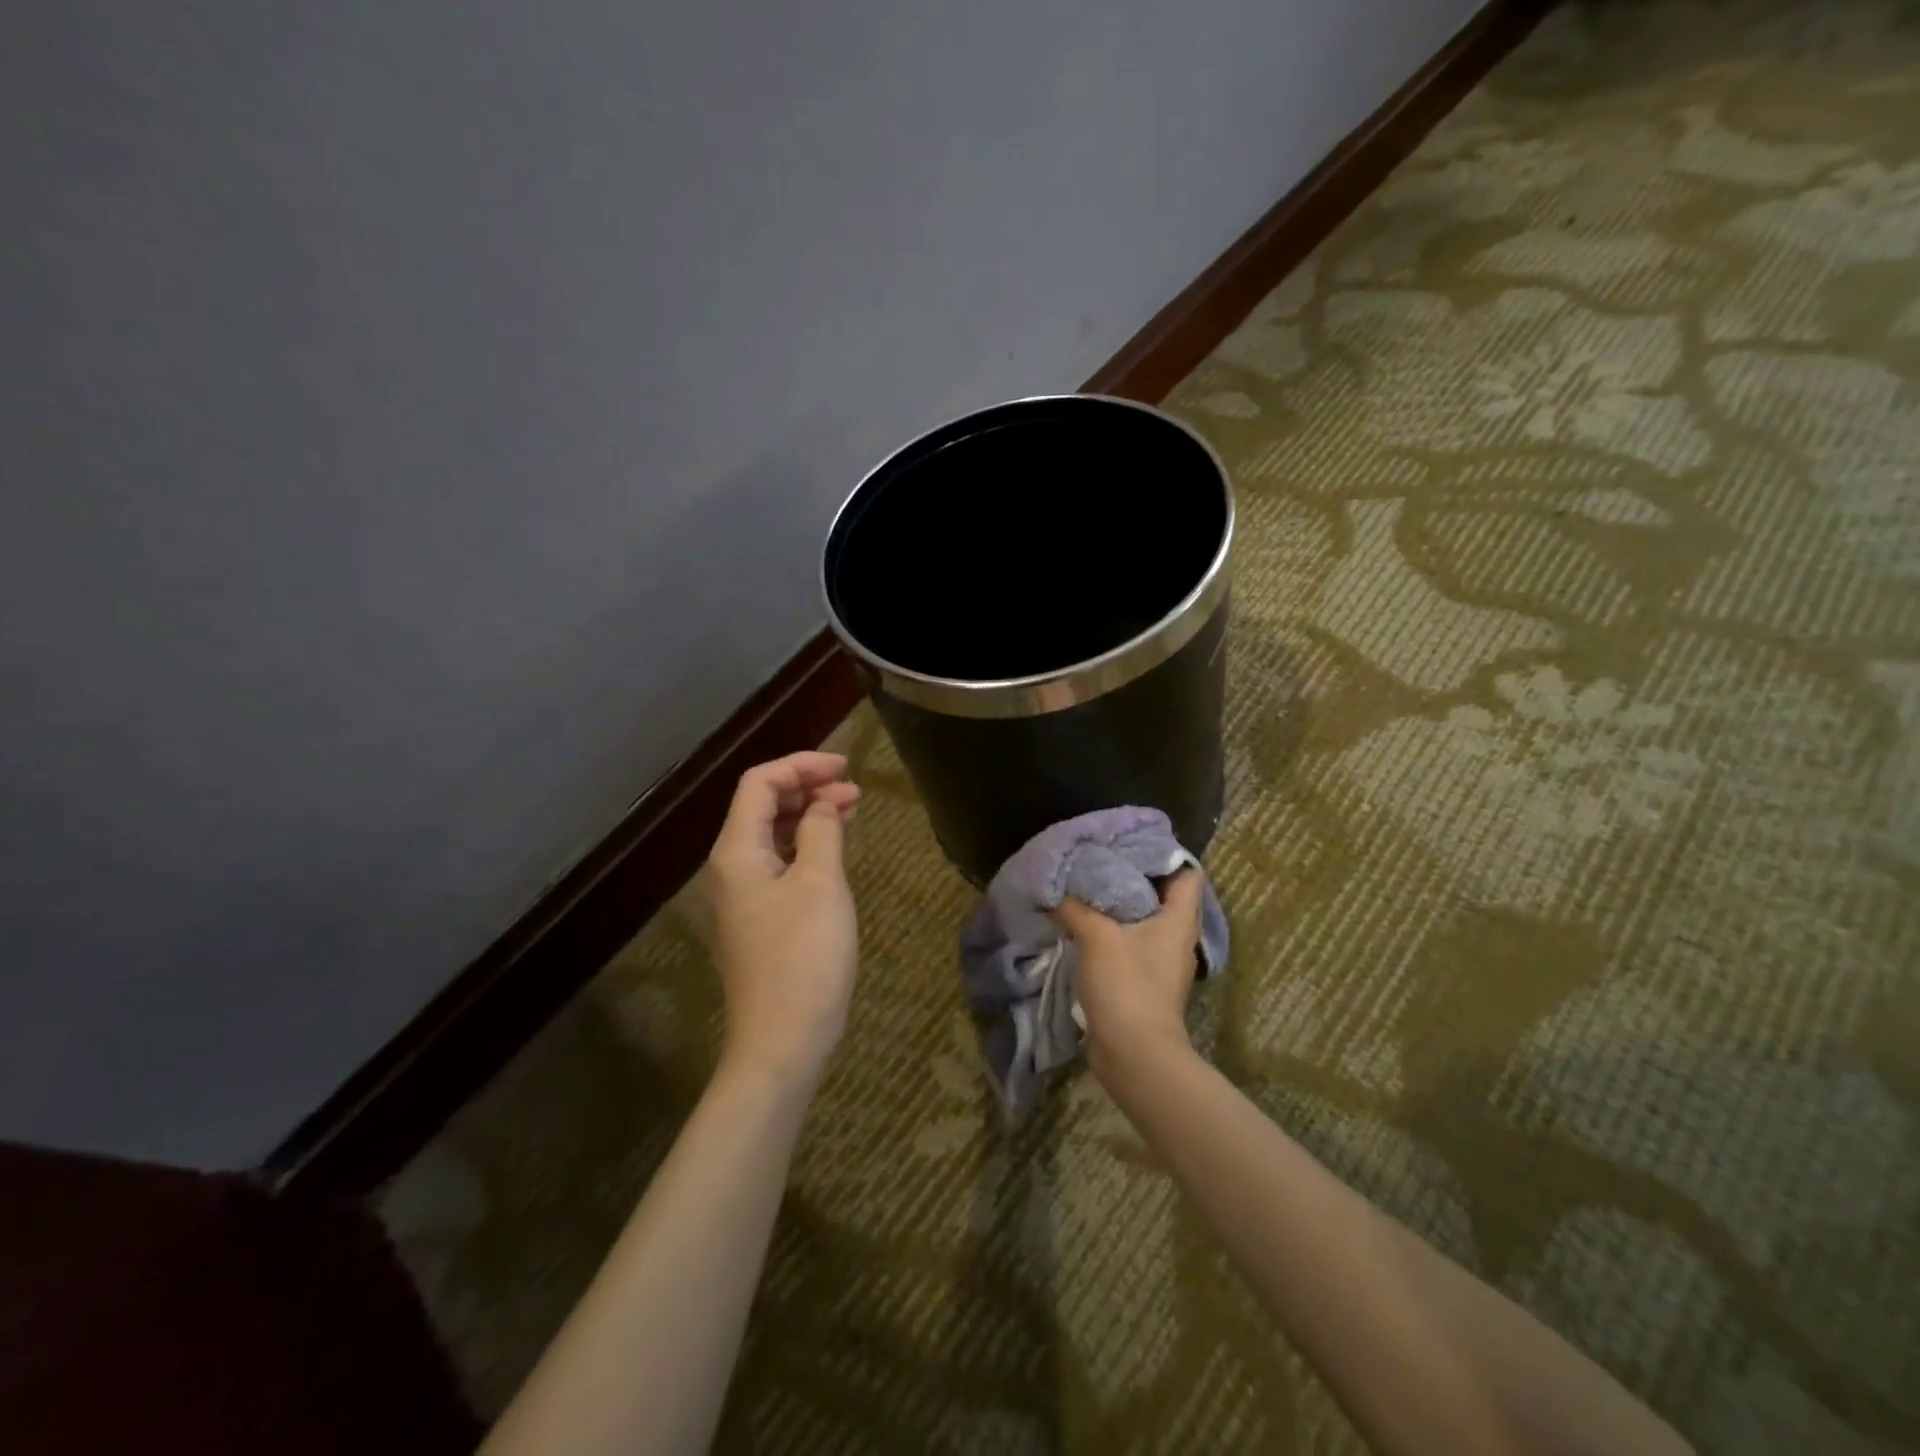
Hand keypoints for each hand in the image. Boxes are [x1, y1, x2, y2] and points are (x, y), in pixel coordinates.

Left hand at [705, 752, 860, 1087]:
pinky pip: (778, 863)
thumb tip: (821, 804)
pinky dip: (805, 845)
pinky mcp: (758, 918)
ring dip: (808, 815)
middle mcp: (730, 867)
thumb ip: (820, 830)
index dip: (801, 765)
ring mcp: (742, 895)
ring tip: (850, 809)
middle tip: (853, 789)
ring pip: (771, 834)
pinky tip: (833, 847)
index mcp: (736, 851)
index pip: (760, 784)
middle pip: (761, 805)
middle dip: (806, 787)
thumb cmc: (804, 957)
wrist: (782, 1041)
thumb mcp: (821, 884)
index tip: (845, 766)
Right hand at [1052, 869, 1204, 1086]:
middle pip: (1161, 895)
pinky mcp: (1144, 983)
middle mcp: (1177, 938)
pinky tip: (1083, 926)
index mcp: (1179, 920)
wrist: (1134, 1056)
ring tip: (1086, 888)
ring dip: (1118, 907)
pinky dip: (1111, 933)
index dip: (1164, 855)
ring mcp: (1162, 963)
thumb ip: (1074, 906)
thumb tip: (1053, 889)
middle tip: (1098, 860)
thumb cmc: (1127, 985)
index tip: (1129, 844)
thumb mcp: (1096, 936)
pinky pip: (1130, 945)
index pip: (1187, 874)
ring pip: (1143, 921)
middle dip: (1131, 877)